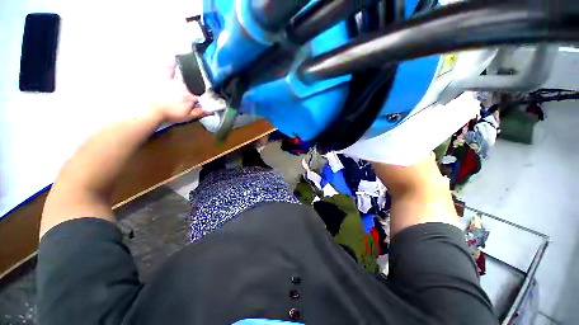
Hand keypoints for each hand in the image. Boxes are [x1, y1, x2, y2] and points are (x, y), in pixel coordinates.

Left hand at [149, 63, 206, 123]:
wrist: (152, 110)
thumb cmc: (170, 114)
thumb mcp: (188, 117)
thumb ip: (200, 113)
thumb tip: (210, 111)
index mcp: (190, 97)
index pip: (202, 95)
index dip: (205, 97)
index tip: (205, 99)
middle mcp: (183, 88)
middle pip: (194, 87)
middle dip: (198, 89)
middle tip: (199, 91)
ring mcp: (174, 83)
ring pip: (185, 80)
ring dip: (190, 79)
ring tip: (195, 76)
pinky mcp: (165, 81)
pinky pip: (169, 71)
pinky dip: (172, 66)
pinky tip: (174, 60)